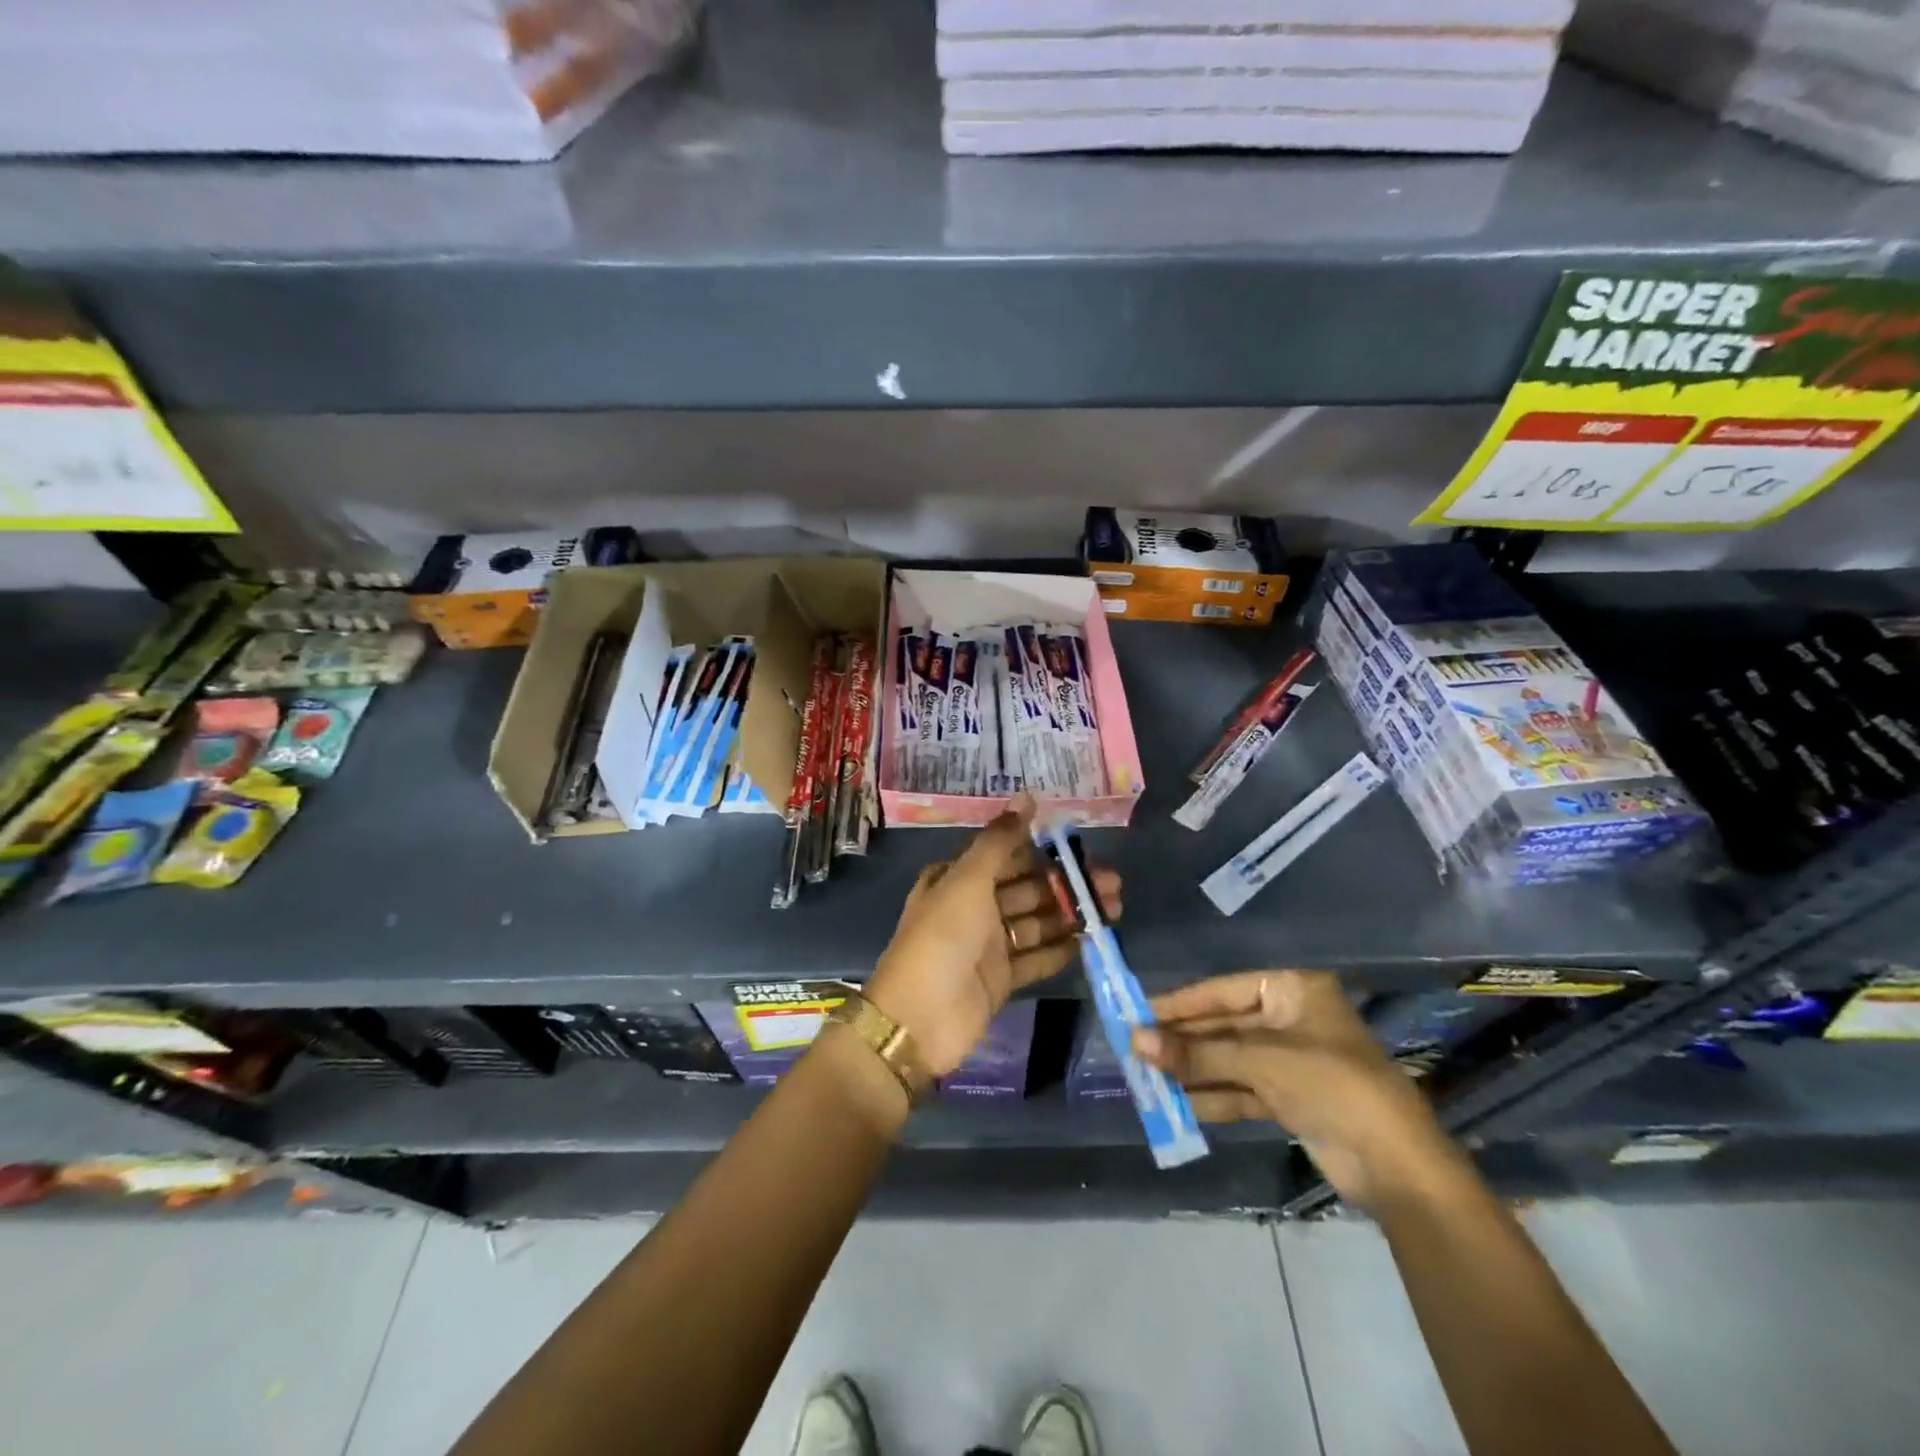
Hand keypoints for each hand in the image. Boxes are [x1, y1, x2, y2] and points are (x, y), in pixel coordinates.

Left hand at [866, 794, 1120, 1076]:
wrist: (919, 1018)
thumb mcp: (968, 879)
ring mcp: (987, 945)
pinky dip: (1060, 950)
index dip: (1043, 850)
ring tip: (1114, 908)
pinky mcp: (1000, 979)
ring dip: (1071, 914)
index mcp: (957, 878)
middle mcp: (972, 907)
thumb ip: (1000, 840)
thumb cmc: (942, 937)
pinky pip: (1035, 958)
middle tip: (1113, 881)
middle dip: (1067, 883)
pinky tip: (1090, 941)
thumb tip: (1027, 796)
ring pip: (1036, 922)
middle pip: (1027, 888)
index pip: (1006, 856)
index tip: (1082, 847)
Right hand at [1134, 970, 1454, 1211]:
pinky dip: (1212, 1096)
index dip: (1179, 1004)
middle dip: (1183, 1042)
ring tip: (1147, 1078)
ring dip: (1192, 1071)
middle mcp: (1290, 1019)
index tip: (1137, 1013)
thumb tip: (1135, 1041)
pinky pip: (1241, 1089)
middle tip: (1135, 1049)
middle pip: (1223, 1026)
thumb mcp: (1261, 1062)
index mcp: (1292, 991)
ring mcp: (1291, 1061)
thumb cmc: (1332, 1086)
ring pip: (1229, 1059)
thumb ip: (1197, 1053)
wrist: (1398, 1168)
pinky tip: (1177, 1104)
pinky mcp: (1291, 1098)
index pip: (1222, 990)